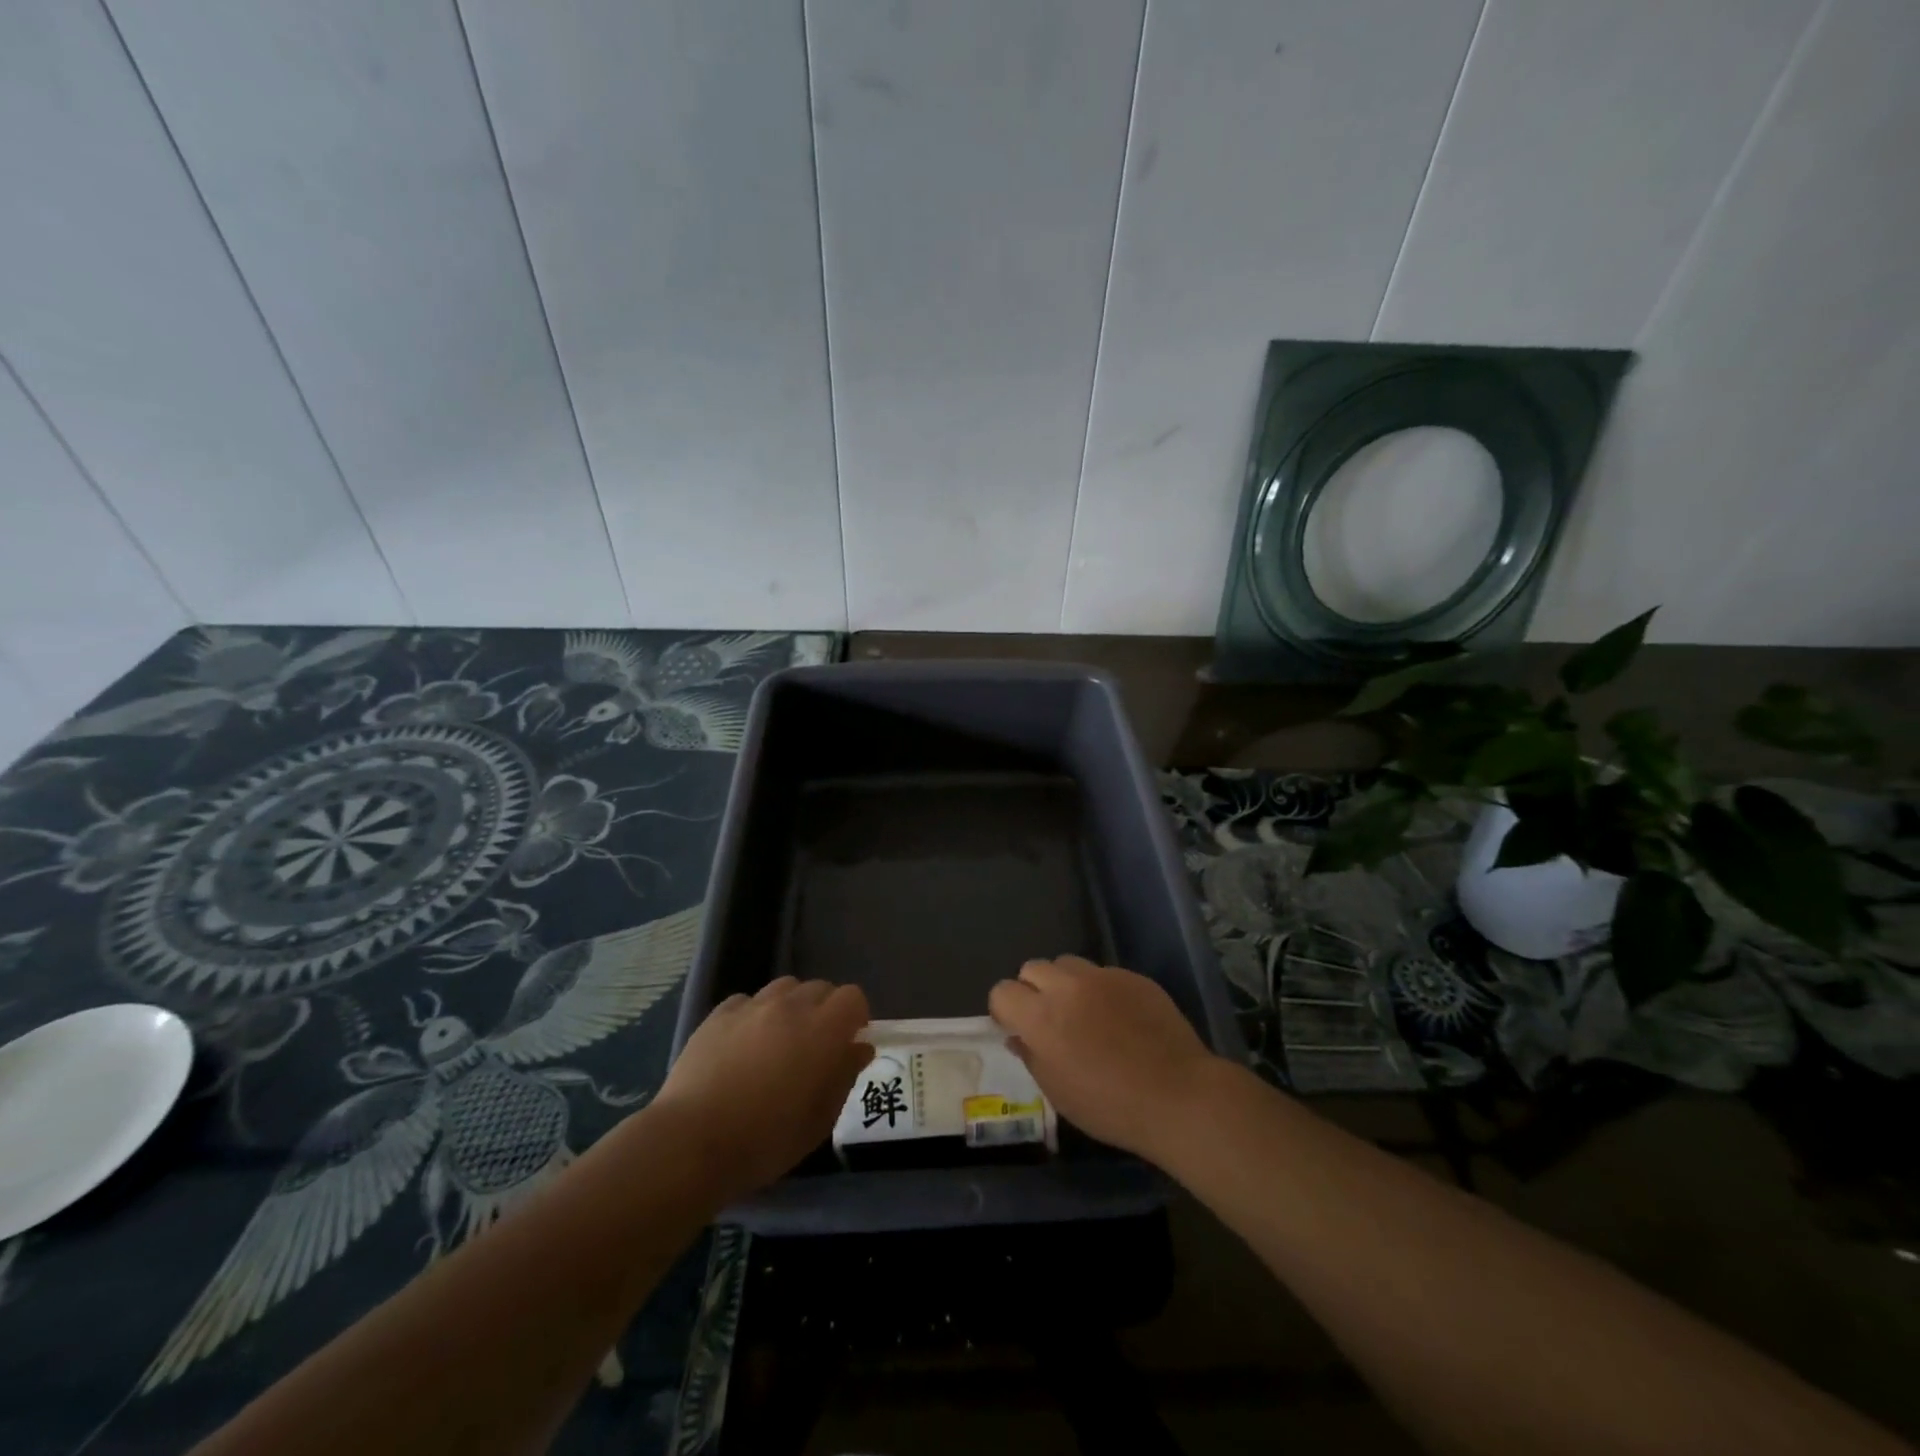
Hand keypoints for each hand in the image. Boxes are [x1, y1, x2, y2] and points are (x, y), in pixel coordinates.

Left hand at [652, 977, 872, 1201]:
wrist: (692, 1142)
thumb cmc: (766, 1140)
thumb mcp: (820, 1120)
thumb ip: (844, 1076)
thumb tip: (859, 1048)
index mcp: (823, 1029)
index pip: (852, 997)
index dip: (855, 1017)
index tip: (848, 1043)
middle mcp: (790, 1006)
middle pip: (820, 988)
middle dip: (825, 1011)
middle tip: (815, 1047)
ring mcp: (752, 1006)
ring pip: (785, 988)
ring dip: (791, 1007)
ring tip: (779, 1040)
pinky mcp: (719, 1014)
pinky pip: (748, 1001)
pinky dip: (754, 1015)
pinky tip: (743, 1044)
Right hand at [988, 956, 1219, 1159]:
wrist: (1177, 1095)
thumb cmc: (1110, 1106)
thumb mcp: (1058, 1092)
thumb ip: (1032, 1056)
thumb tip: (1019, 1037)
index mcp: (1041, 1017)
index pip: (1002, 991)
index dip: (1005, 1010)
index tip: (1016, 1027)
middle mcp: (1066, 987)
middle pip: (1032, 968)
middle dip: (1032, 990)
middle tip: (1049, 1019)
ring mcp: (1102, 977)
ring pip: (1067, 964)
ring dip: (1065, 983)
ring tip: (1083, 1012)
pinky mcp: (1132, 976)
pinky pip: (1102, 973)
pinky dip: (1099, 990)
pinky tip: (1118, 1018)